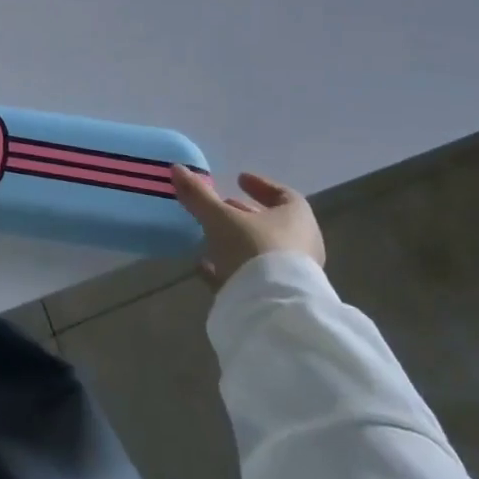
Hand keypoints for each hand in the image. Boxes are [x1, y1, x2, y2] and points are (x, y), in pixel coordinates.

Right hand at [170, 166, 324, 288]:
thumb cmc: (254, 249)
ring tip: (209, 236)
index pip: (283, 194)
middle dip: (245, 214)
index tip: (239, 179)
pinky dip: (232, 268)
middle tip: (222, 206)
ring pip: (262, 250)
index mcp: (297, 218)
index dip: (260, 185)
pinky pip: (255, 276)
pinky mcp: (280, 298)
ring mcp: (292, 273)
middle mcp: (302, 243)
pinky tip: (207, 268)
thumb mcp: (220, 218)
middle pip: (272, 223)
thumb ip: (199, 195)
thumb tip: (177, 168)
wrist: (274, 310)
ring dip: (237, 242)